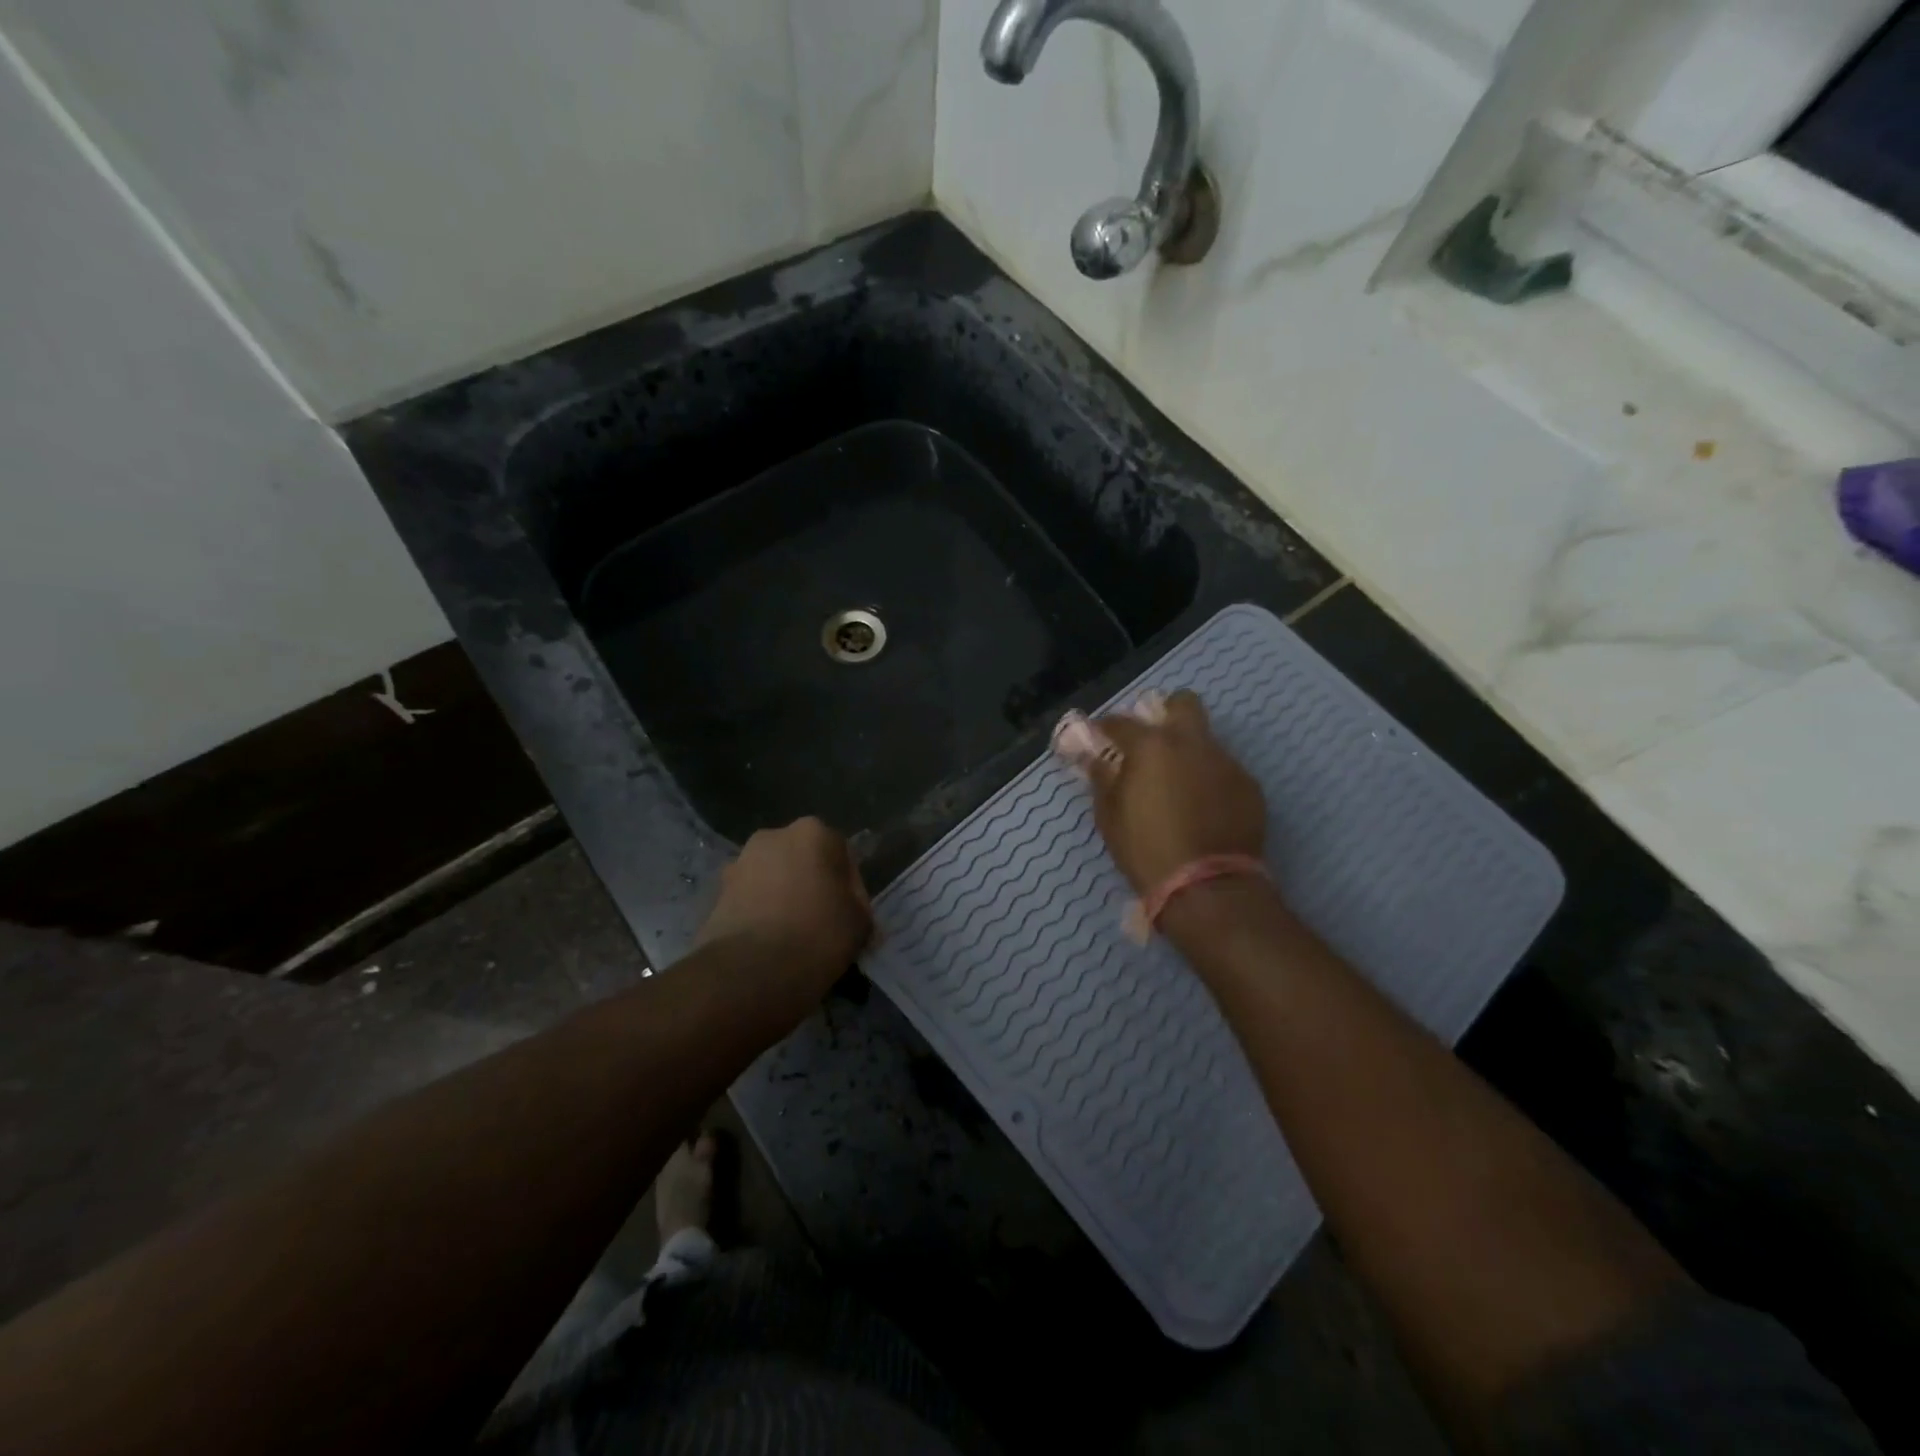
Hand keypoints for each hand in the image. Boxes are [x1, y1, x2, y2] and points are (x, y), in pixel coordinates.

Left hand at [698, 818, 872, 990]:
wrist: (749, 972)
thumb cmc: (817, 936)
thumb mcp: (860, 923)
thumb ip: (858, 906)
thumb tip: (849, 911)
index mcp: (814, 832)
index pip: (843, 856)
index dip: (851, 888)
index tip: (851, 917)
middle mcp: (773, 836)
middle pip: (804, 861)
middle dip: (812, 886)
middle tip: (823, 923)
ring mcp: (739, 863)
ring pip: (774, 879)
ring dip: (784, 898)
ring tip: (793, 938)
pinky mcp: (716, 893)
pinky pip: (750, 900)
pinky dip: (760, 915)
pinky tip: (769, 945)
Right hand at [1067, 690, 1266, 893]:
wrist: (1208, 888)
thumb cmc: (1147, 850)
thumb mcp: (1109, 817)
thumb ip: (1102, 778)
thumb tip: (1096, 758)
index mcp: (1153, 746)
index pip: (1121, 722)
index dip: (1105, 728)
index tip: (1099, 738)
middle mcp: (1193, 743)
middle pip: (1183, 703)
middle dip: (1166, 714)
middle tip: (1153, 744)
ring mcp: (1226, 762)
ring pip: (1206, 741)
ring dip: (1189, 753)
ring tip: (1179, 787)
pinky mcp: (1250, 787)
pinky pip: (1224, 771)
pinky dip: (1210, 780)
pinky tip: (1203, 809)